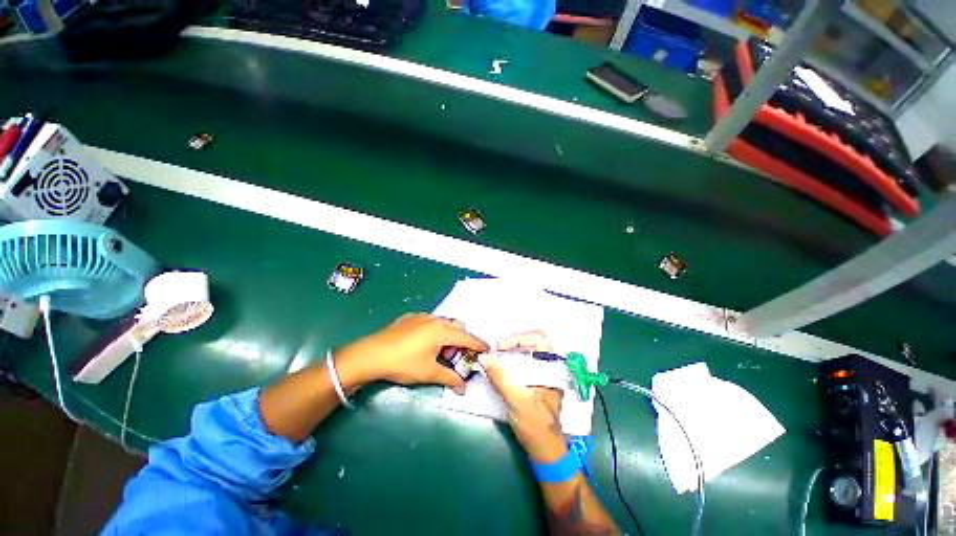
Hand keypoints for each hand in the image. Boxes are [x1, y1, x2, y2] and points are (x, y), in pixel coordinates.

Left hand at [335, 313, 488, 393]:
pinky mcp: (410, 318)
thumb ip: (450, 378)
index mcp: (443, 331)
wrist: (371, 354)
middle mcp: (435, 320)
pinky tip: (421, 344)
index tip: (487, 349)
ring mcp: (422, 317)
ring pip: (443, 322)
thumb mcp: (429, 373)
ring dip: (447, 334)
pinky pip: (429, 321)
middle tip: (453, 356)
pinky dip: (433, 330)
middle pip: (457, 326)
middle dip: (460, 340)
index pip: (467, 337)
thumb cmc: (404, 363)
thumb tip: (463, 389)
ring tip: (436, 351)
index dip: (479, 344)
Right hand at [480, 331, 566, 462]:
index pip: (537, 338)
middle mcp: (547, 367)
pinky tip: (496, 372)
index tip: (499, 349)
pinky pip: (518, 365)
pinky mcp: (531, 382)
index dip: (517, 338)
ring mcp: (540, 374)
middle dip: (508, 346)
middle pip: (527, 344)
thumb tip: (484, 357)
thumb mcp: (518, 401)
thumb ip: (501, 378)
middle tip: (492, 355)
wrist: (544, 451)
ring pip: (522, 354)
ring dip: (506, 355)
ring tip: (491, 363)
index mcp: (552, 367)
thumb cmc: (537, 427)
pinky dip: (506, 364)